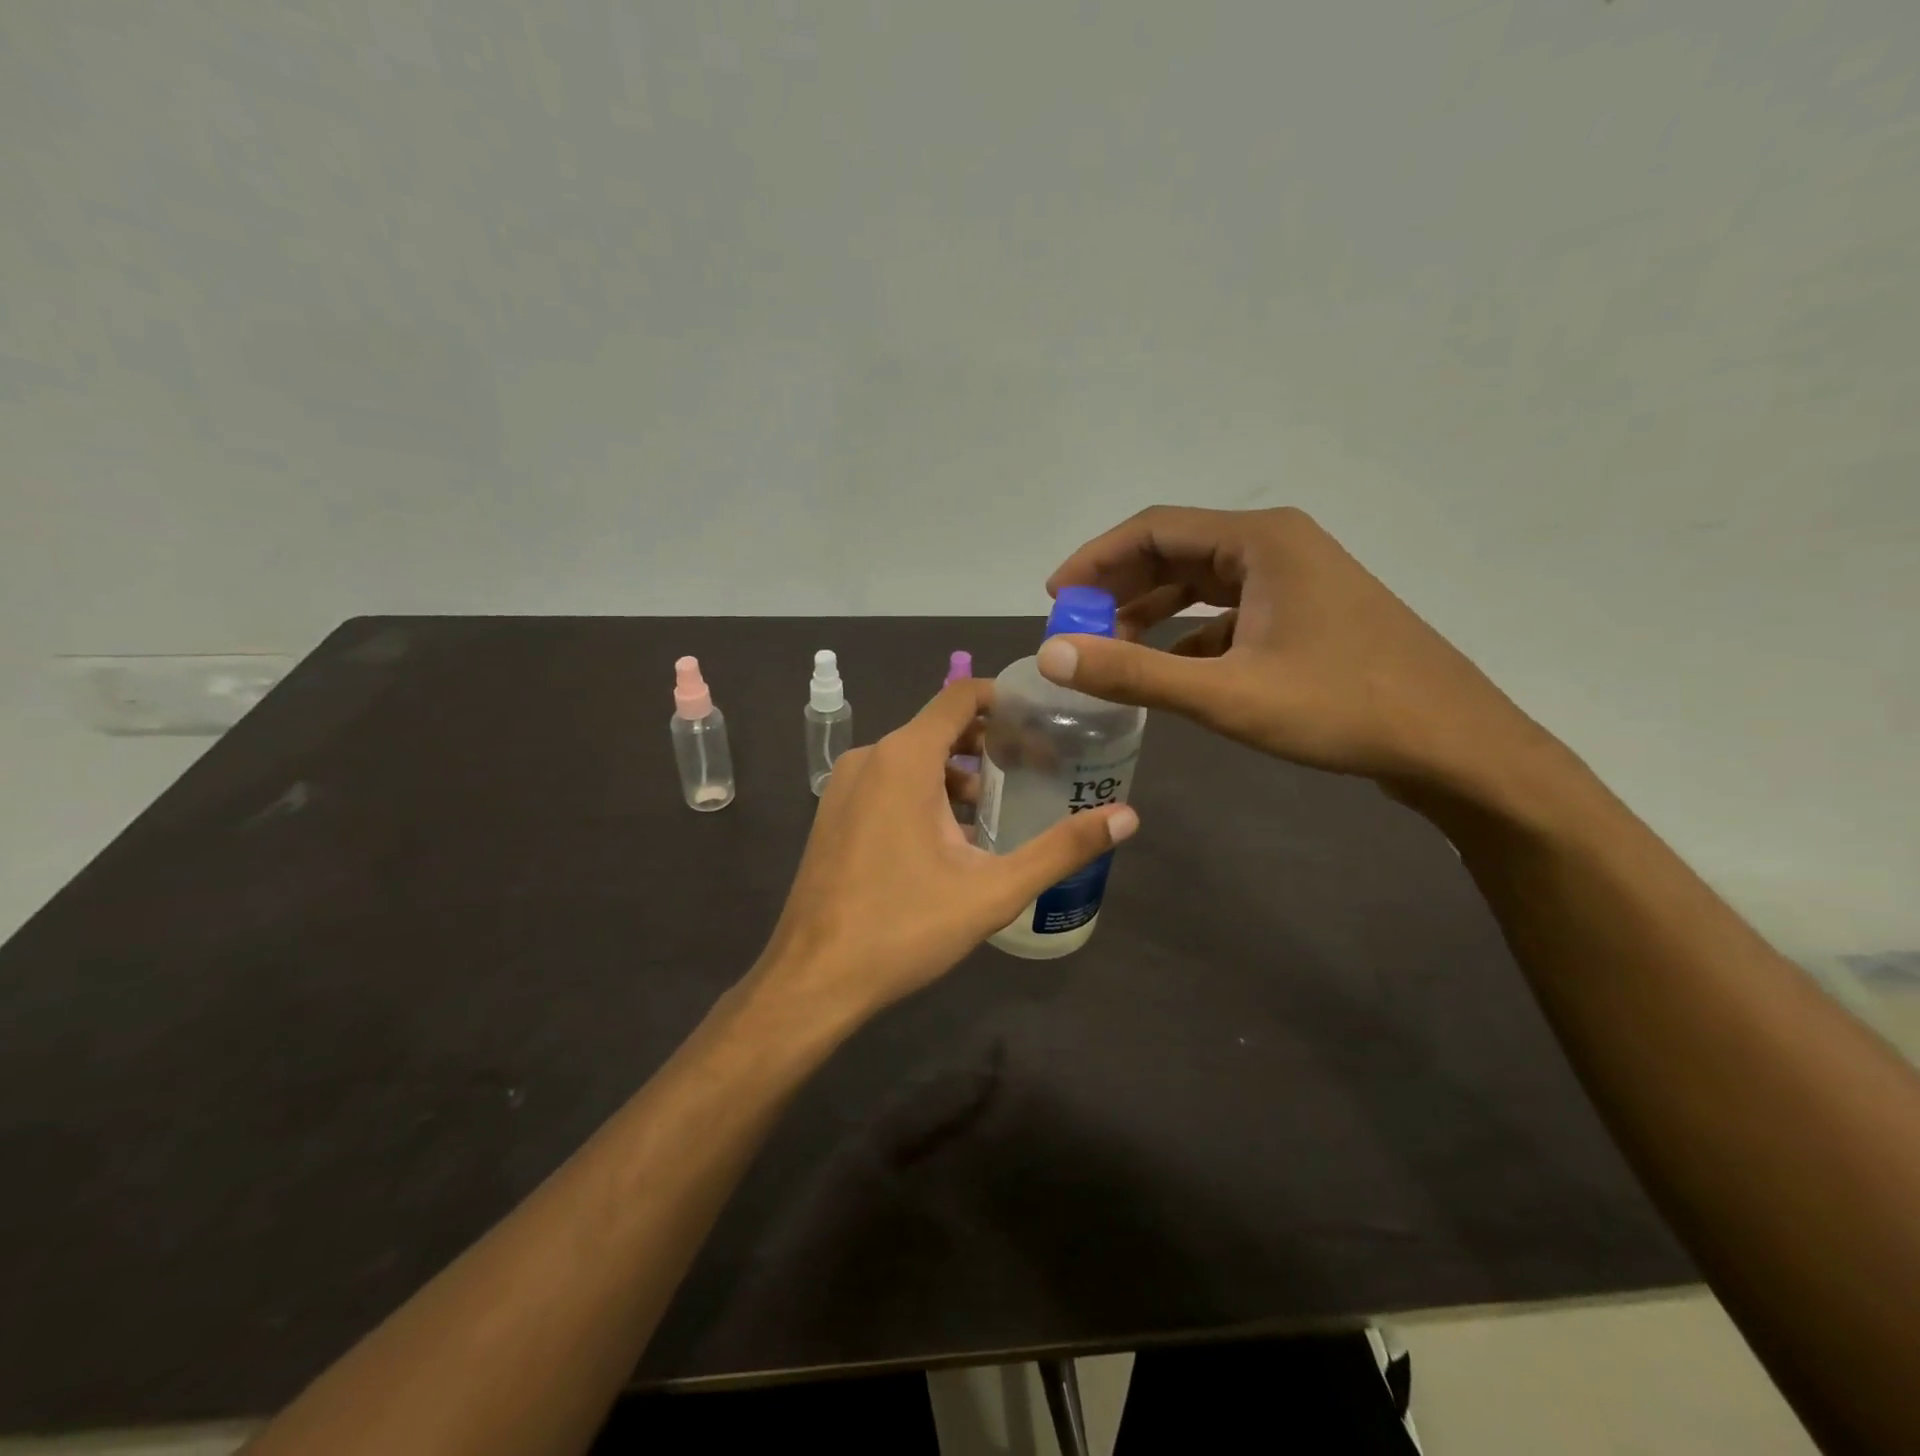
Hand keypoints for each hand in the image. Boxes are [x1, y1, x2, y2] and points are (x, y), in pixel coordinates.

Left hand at [751, 679, 1138, 1021]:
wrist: (813, 979)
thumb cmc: (904, 927)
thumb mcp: (993, 890)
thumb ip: (1061, 849)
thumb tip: (1127, 816)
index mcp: (904, 758)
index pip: (960, 696)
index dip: (1004, 698)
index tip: (1044, 717)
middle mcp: (869, 758)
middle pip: (939, 727)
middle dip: (989, 743)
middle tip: (1036, 768)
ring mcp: (844, 786)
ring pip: (913, 759)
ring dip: (957, 774)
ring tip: (998, 810)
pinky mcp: (833, 814)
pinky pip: (888, 784)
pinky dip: (924, 793)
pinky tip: (949, 840)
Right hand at [1041, 505, 1548, 800]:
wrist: (1454, 744)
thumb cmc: (1341, 709)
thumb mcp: (1225, 694)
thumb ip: (1133, 673)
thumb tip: (1052, 655)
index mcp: (1259, 540)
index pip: (1154, 529)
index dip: (1096, 561)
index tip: (1054, 598)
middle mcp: (1276, 545)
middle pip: (1176, 551)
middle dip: (1119, 587)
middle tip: (1075, 627)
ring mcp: (1296, 580)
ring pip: (1202, 583)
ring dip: (1152, 611)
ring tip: (1108, 649)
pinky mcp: (1306, 614)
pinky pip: (1229, 613)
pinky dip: (1189, 635)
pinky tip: (1168, 670)